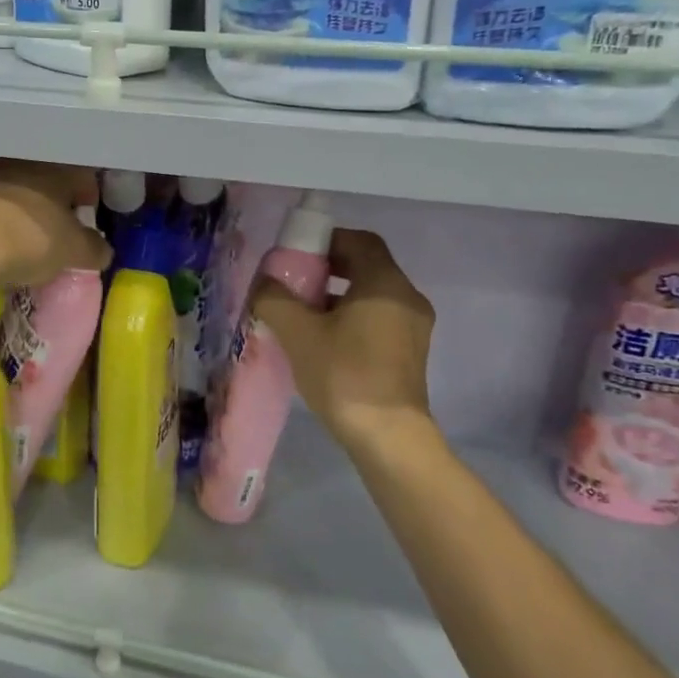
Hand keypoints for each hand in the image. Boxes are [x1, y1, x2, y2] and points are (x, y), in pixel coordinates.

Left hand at [0, 156, 110, 290]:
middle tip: (55, 226)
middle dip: (50, 199)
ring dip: (17, 205)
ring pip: (10, 186)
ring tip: (20, 233)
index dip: (87, 196)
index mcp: (56, 168)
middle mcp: (20, 161)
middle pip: (43, 178)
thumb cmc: (32, 240)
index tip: (87, 215)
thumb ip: (94, 248)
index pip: (80, 175)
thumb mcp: (74, 251)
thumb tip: (103, 250)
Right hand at [252, 229, 434, 454]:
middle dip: (329, 270)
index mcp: (385, 283)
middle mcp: (407, 297)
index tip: (297, 255)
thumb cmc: (344, 375)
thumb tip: (264, 282)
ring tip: (303, 315)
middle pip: (366, 267)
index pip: (360, 241)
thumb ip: (275, 298)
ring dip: (338, 297)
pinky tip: (324, 342)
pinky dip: (352, 319)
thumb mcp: (298, 333)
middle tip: (294, 284)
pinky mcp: (410, 354)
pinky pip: (378, 320)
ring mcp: (413, 328)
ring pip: (372, 296)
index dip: (327, 240)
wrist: (387, 437)